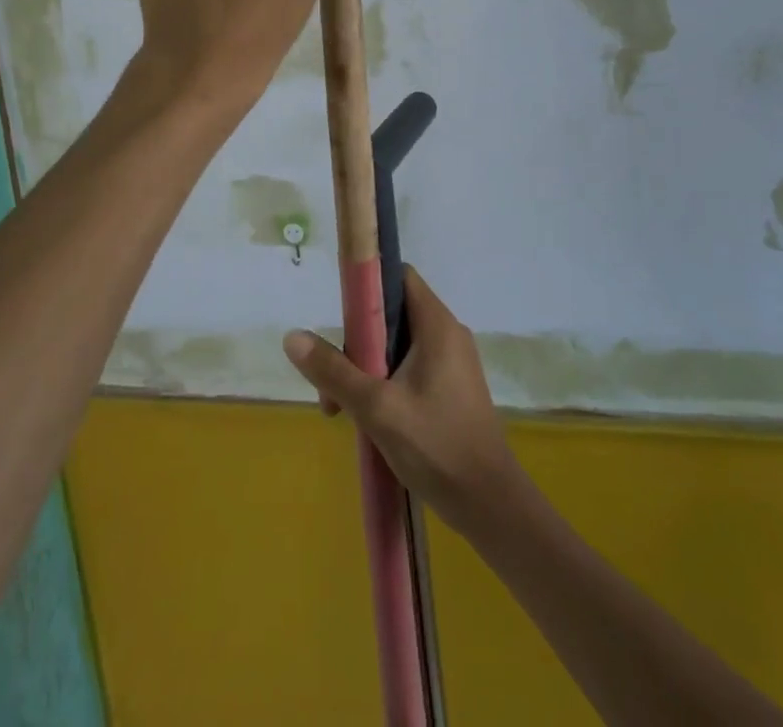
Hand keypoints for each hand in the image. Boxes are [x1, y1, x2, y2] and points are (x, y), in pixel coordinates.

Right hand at [282, 267, 521, 536]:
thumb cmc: (436, 447)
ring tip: (341, 410)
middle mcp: (447, 334)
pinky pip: (410, 369)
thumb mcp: (377, 408)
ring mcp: (452, 363)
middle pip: (392, 315)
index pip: (398, 276)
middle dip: (356, 342)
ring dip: (366, 370)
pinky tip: (369, 420)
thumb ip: (334, 371)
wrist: (490, 506)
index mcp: (437, 325)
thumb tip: (292, 337)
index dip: (366, 285)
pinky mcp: (451, 390)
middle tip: (332, 381)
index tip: (338, 315)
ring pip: (397, 347)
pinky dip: (385, 384)